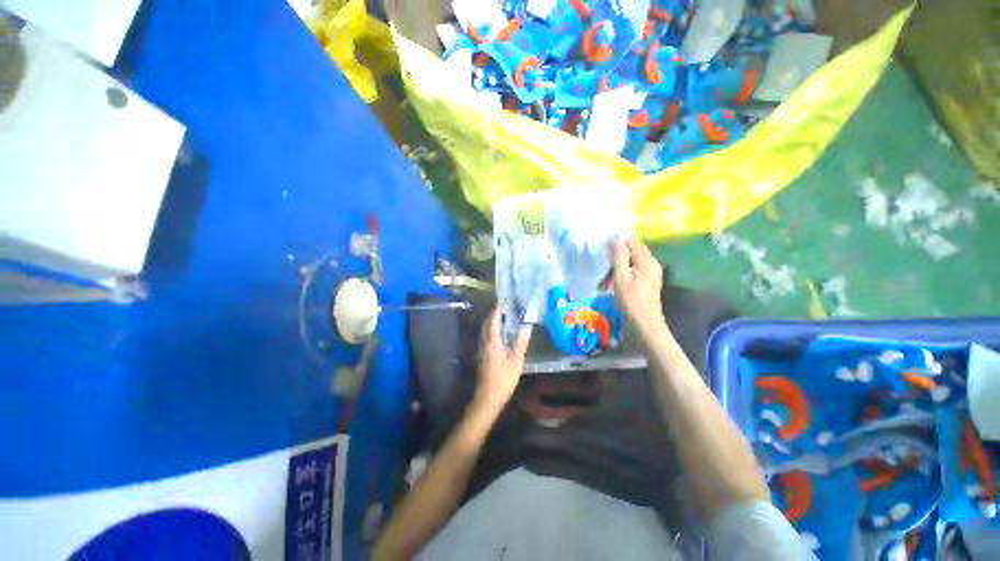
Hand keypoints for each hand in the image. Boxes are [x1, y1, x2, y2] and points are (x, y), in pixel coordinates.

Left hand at [475, 308, 530, 410]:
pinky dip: (490, 330)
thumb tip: (526, 328)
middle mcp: (484, 342)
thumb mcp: (516, 361)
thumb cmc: (503, 379)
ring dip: (490, 322)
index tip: (504, 304)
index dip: (497, 311)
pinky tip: (498, 334)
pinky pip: (484, 337)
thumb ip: (520, 343)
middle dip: (493, 315)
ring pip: (484, 330)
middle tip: (504, 310)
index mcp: (492, 342)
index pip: (492, 321)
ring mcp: (481, 349)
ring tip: (501, 318)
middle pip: (485, 324)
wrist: (487, 397)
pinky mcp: (481, 355)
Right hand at [611, 237, 666, 337]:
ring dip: (619, 265)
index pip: (632, 241)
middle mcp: (652, 263)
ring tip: (606, 276)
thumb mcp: (621, 278)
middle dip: (617, 255)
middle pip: (633, 250)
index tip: (604, 250)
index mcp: (647, 260)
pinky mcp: (649, 280)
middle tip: (603, 265)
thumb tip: (615, 239)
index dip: (618, 242)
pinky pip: (635, 269)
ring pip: (633, 260)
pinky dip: (624, 272)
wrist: (645, 324)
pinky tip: (615, 281)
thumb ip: (619, 257)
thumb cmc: (631, 301)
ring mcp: (652, 272)